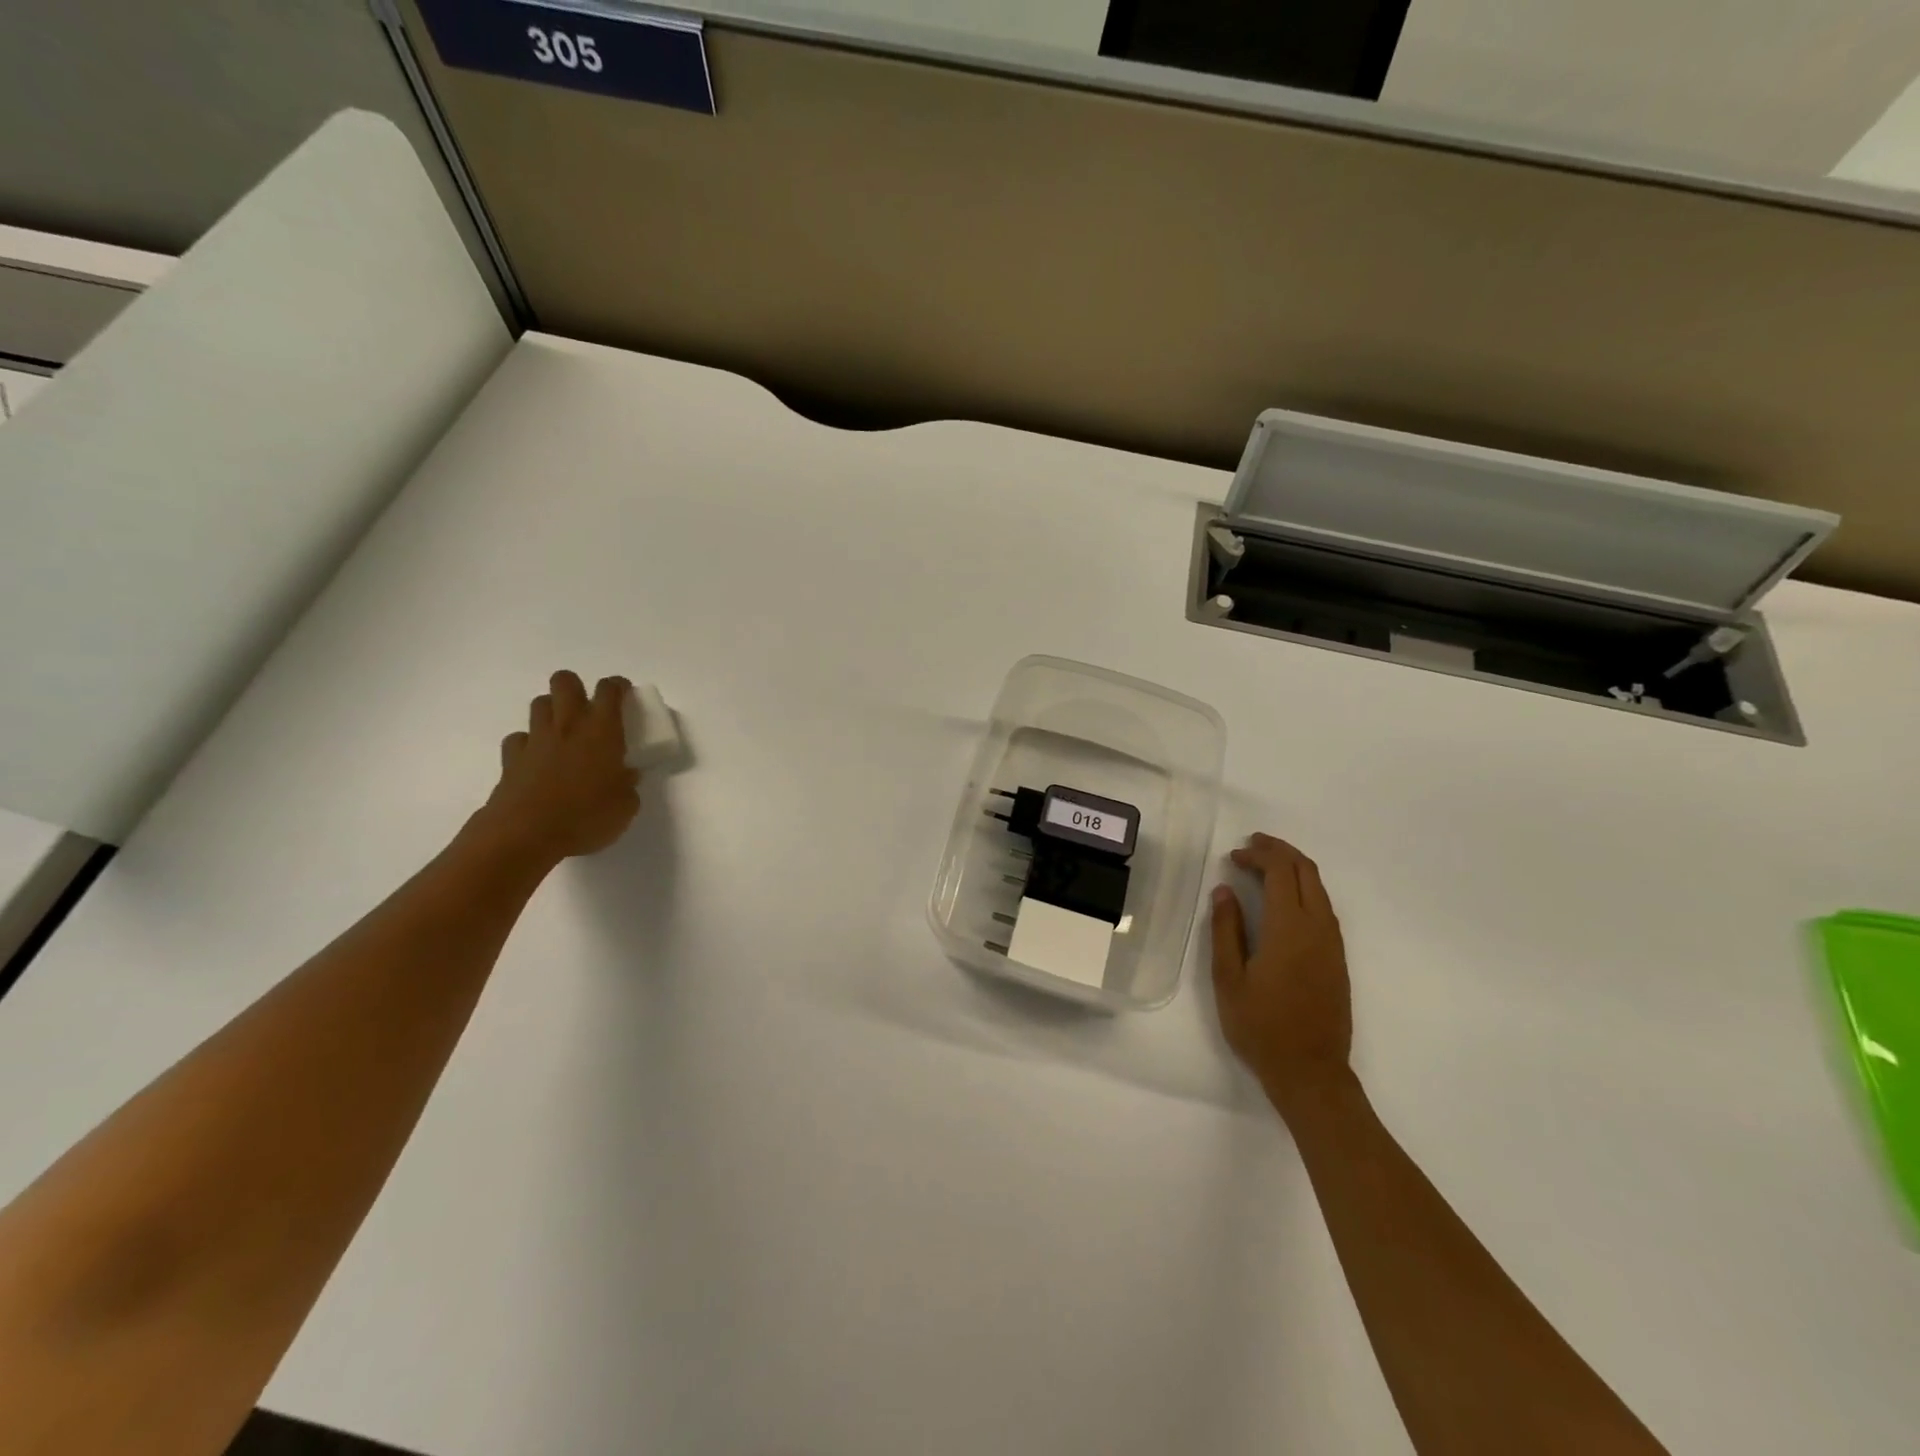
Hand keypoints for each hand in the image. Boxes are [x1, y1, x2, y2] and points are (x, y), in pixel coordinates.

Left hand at [472, 671, 641, 865]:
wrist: (526, 834)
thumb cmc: (586, 817)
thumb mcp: (625, 806)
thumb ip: (628, 785)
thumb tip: (625, 776)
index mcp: (602, 731)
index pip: (609, 690)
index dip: (618, 686)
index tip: (624, 694)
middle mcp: (568, 726)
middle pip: (565, 682)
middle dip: (577, 687)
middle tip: (589, 709)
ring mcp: (536, 740)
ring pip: (540, 703)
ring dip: (552, 710)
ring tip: (564, 731)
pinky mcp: (511, 759)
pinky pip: (519, 738)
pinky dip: (529, 743)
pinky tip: (537, 758)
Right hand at [1210, 833, 1353, 1118]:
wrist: (1311, 1073)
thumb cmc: (1261, 1027)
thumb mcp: (1229, 978)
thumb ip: (1226, 930)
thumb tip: (1225, 891)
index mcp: (1290, 928)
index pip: (1281, 872)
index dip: (1258, 855)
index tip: (1233, 856)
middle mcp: (1318, 928)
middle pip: (1306, 871)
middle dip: (1280, 851)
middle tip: (1251, 846)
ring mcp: (1333, 944)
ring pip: (1319, 888)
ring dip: (1293, 869)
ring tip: (1264, 867)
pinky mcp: (1338, 959)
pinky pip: (1324, 907)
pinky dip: (1304, 889)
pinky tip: (1284, 900)